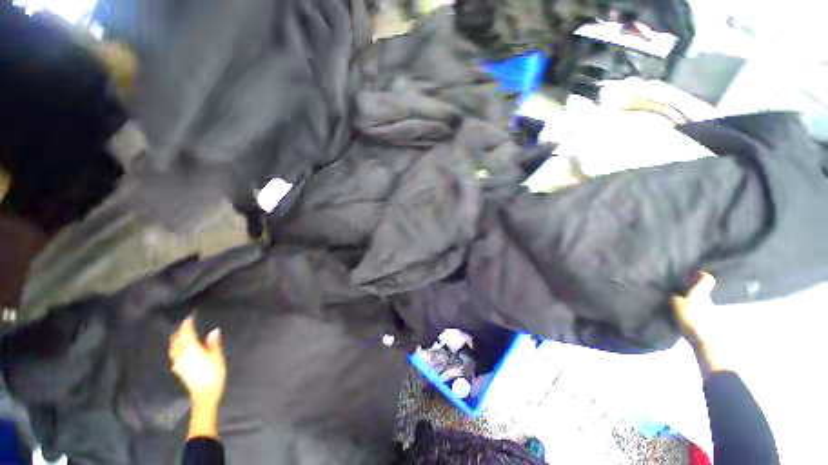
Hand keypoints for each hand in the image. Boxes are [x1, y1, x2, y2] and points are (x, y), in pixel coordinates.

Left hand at [169, 317, 225, 408]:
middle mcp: (181, 354)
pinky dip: (177, 348)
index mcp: (191, 348)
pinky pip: (175, 355)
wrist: (205, 394)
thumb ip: (213, 343)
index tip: (190, 317)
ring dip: (176, 340)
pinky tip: (182, 350)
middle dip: (179, 332)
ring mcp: (178, 363)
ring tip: (181, 336)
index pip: (186, 333)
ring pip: (173, 348)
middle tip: (185, 326)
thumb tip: (214, 331)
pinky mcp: (178, 370)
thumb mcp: (217, 356)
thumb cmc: (214, 372)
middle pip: (176, 340)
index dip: (187, 324)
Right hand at [672, 272, 716, 345]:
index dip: (702, 275)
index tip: (693, 274)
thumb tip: (674, 292)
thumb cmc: (691, 317)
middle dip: (693, 289)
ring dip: (691, 301)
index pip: (707, 278)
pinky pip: (699, 311)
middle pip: (703, 290)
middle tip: (679, 290)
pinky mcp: (708, 321)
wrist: (704, 340)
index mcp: (701, 292)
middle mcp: (708, 298)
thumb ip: (675, 296)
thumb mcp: (676, 304)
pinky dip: (692, 311)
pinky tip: (683, 316)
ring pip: (701, 301)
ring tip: (678, 304)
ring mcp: (709, 310)